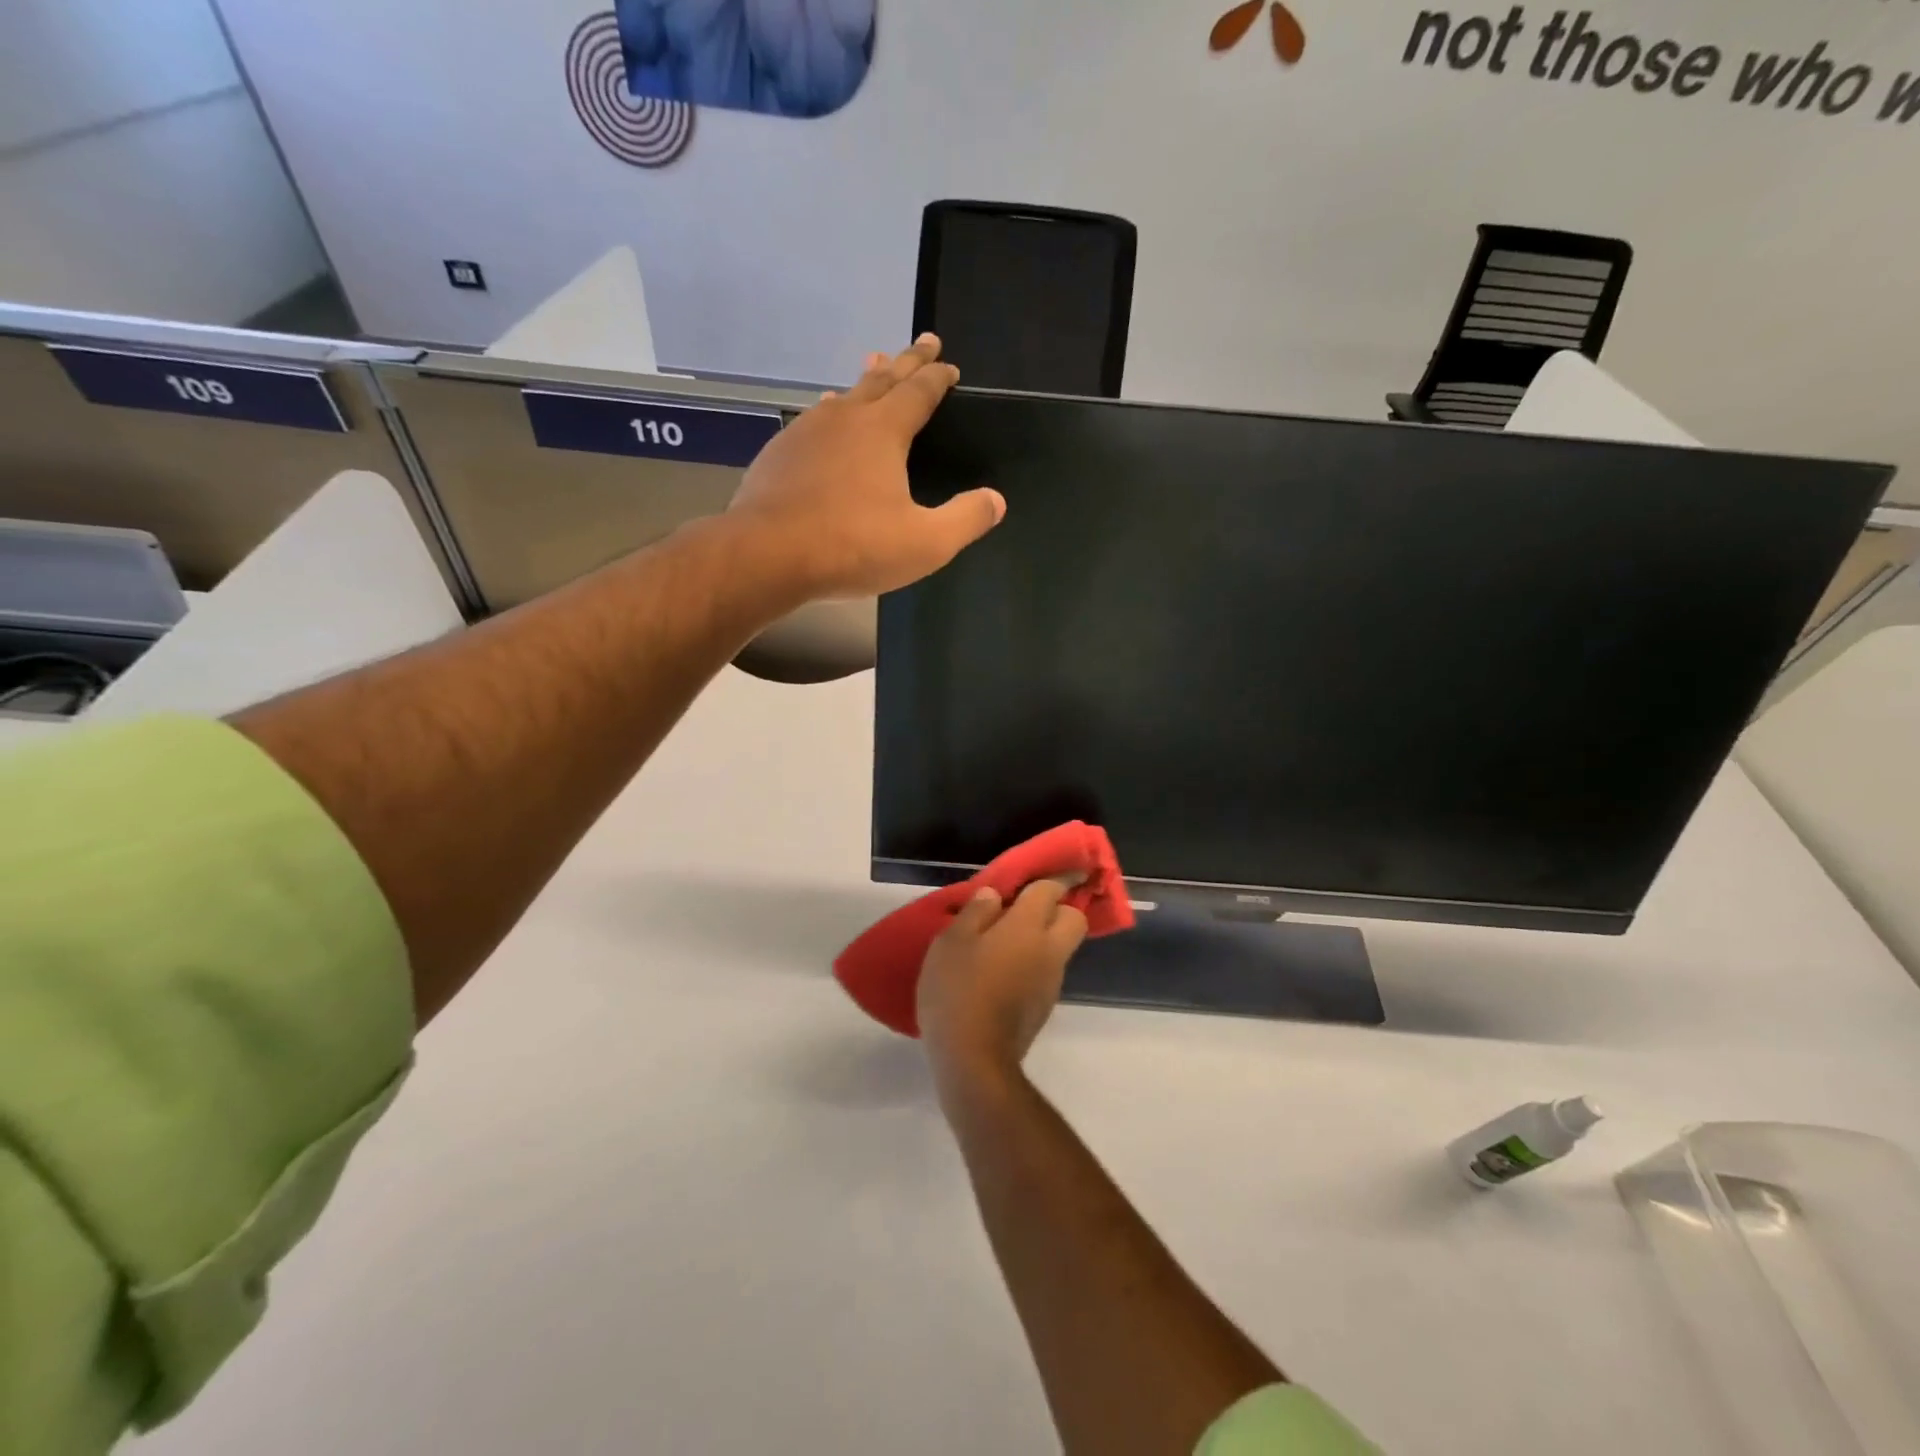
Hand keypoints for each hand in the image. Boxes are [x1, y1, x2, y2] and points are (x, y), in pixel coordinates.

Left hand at [728, 336, 1005, 597]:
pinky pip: (814, 420)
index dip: (937, 377)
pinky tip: (825, 417)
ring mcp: (807, 432)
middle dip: (906, 361)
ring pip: (844, 396)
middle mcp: (845, 418)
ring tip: (874, 369)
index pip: (919, 392)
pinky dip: (831, 412)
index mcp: (883, 431)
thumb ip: (965, 519)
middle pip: (882, 380)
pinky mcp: (780, 453)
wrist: (768, 554)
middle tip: (923, 341)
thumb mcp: (925, 543)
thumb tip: (996, 500)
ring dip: (865, 382)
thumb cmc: (853, 546)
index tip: (949, 365)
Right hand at [918, 881, 1088, 1103]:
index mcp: (1028, 927)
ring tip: (1001, 946)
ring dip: (1042, 940)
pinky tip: (1000, 977)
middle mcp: (1049, 950)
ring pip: (1060, 948)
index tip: (1034, 876)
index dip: (1046, 879)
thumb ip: (975, 913)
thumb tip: (994, 895)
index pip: (1050, 890)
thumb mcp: (951, 943)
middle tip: (1021, 912)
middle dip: (1057, 909)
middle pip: (1074, 918)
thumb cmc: (958, 992)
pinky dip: (1031, 967)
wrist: (974, 1061)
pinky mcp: (1044, 1009)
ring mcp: (1051, 983)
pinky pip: (1046, 974)